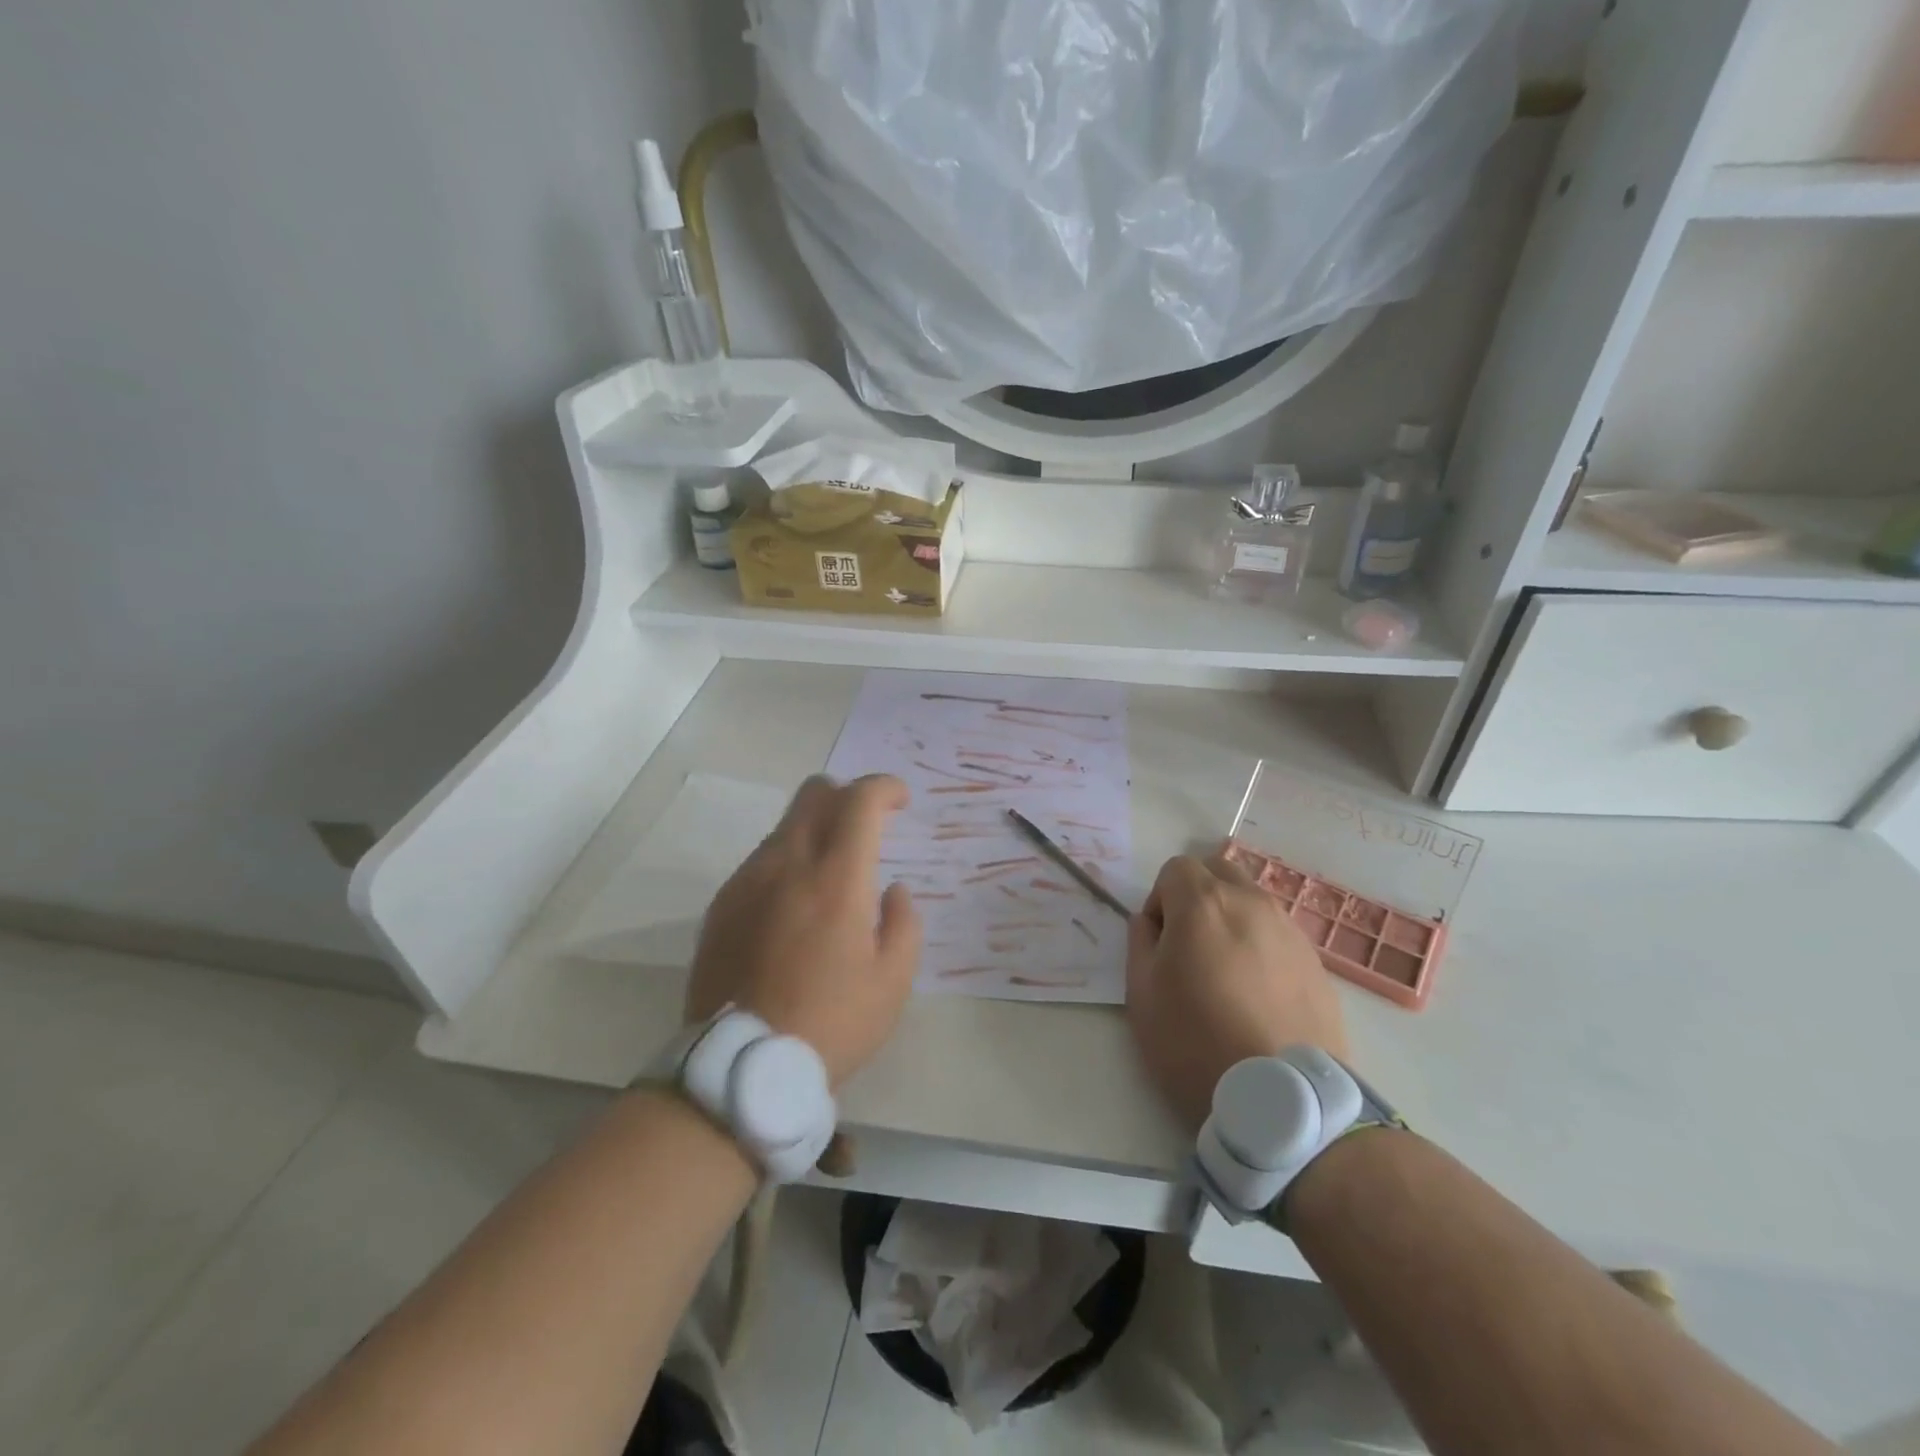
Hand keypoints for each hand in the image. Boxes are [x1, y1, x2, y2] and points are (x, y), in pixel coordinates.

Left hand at [685, 774, 920, 1086]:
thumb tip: (894, 891)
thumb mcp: (892, 982)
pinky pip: (760, 860)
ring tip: (830, 877)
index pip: (860, 801)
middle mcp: (788, 864)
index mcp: (837, 879)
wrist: (741, 1067)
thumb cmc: (831, 1023)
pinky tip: (793, 906)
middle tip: (866, 826)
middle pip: (814, 793)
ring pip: (785, 825)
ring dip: (815, 831)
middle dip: (847, 796)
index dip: (885, 788)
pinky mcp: (722, 904)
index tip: (900, 800)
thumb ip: (903, 923)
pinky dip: (786, 862)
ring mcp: (747, 881)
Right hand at [1126, 852, 1348, 1128]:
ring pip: (1252, 902)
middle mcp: (1251, 903)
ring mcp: (1290, 931)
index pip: (1176, 868)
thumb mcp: (1141, 994)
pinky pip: (1279, 936)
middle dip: (1198, 896)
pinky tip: (1257, 996)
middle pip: (1219, 871)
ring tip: (1226, 974)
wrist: (1281, 1099)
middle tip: (1190, 947)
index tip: (1159, 942)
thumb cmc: (1194, 1042)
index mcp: (1203, 903)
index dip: (1159, 899)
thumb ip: (1139, 942)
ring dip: (1232, 920)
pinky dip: (1261, 948)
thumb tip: (1150, 923)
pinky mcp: (1317, 964)